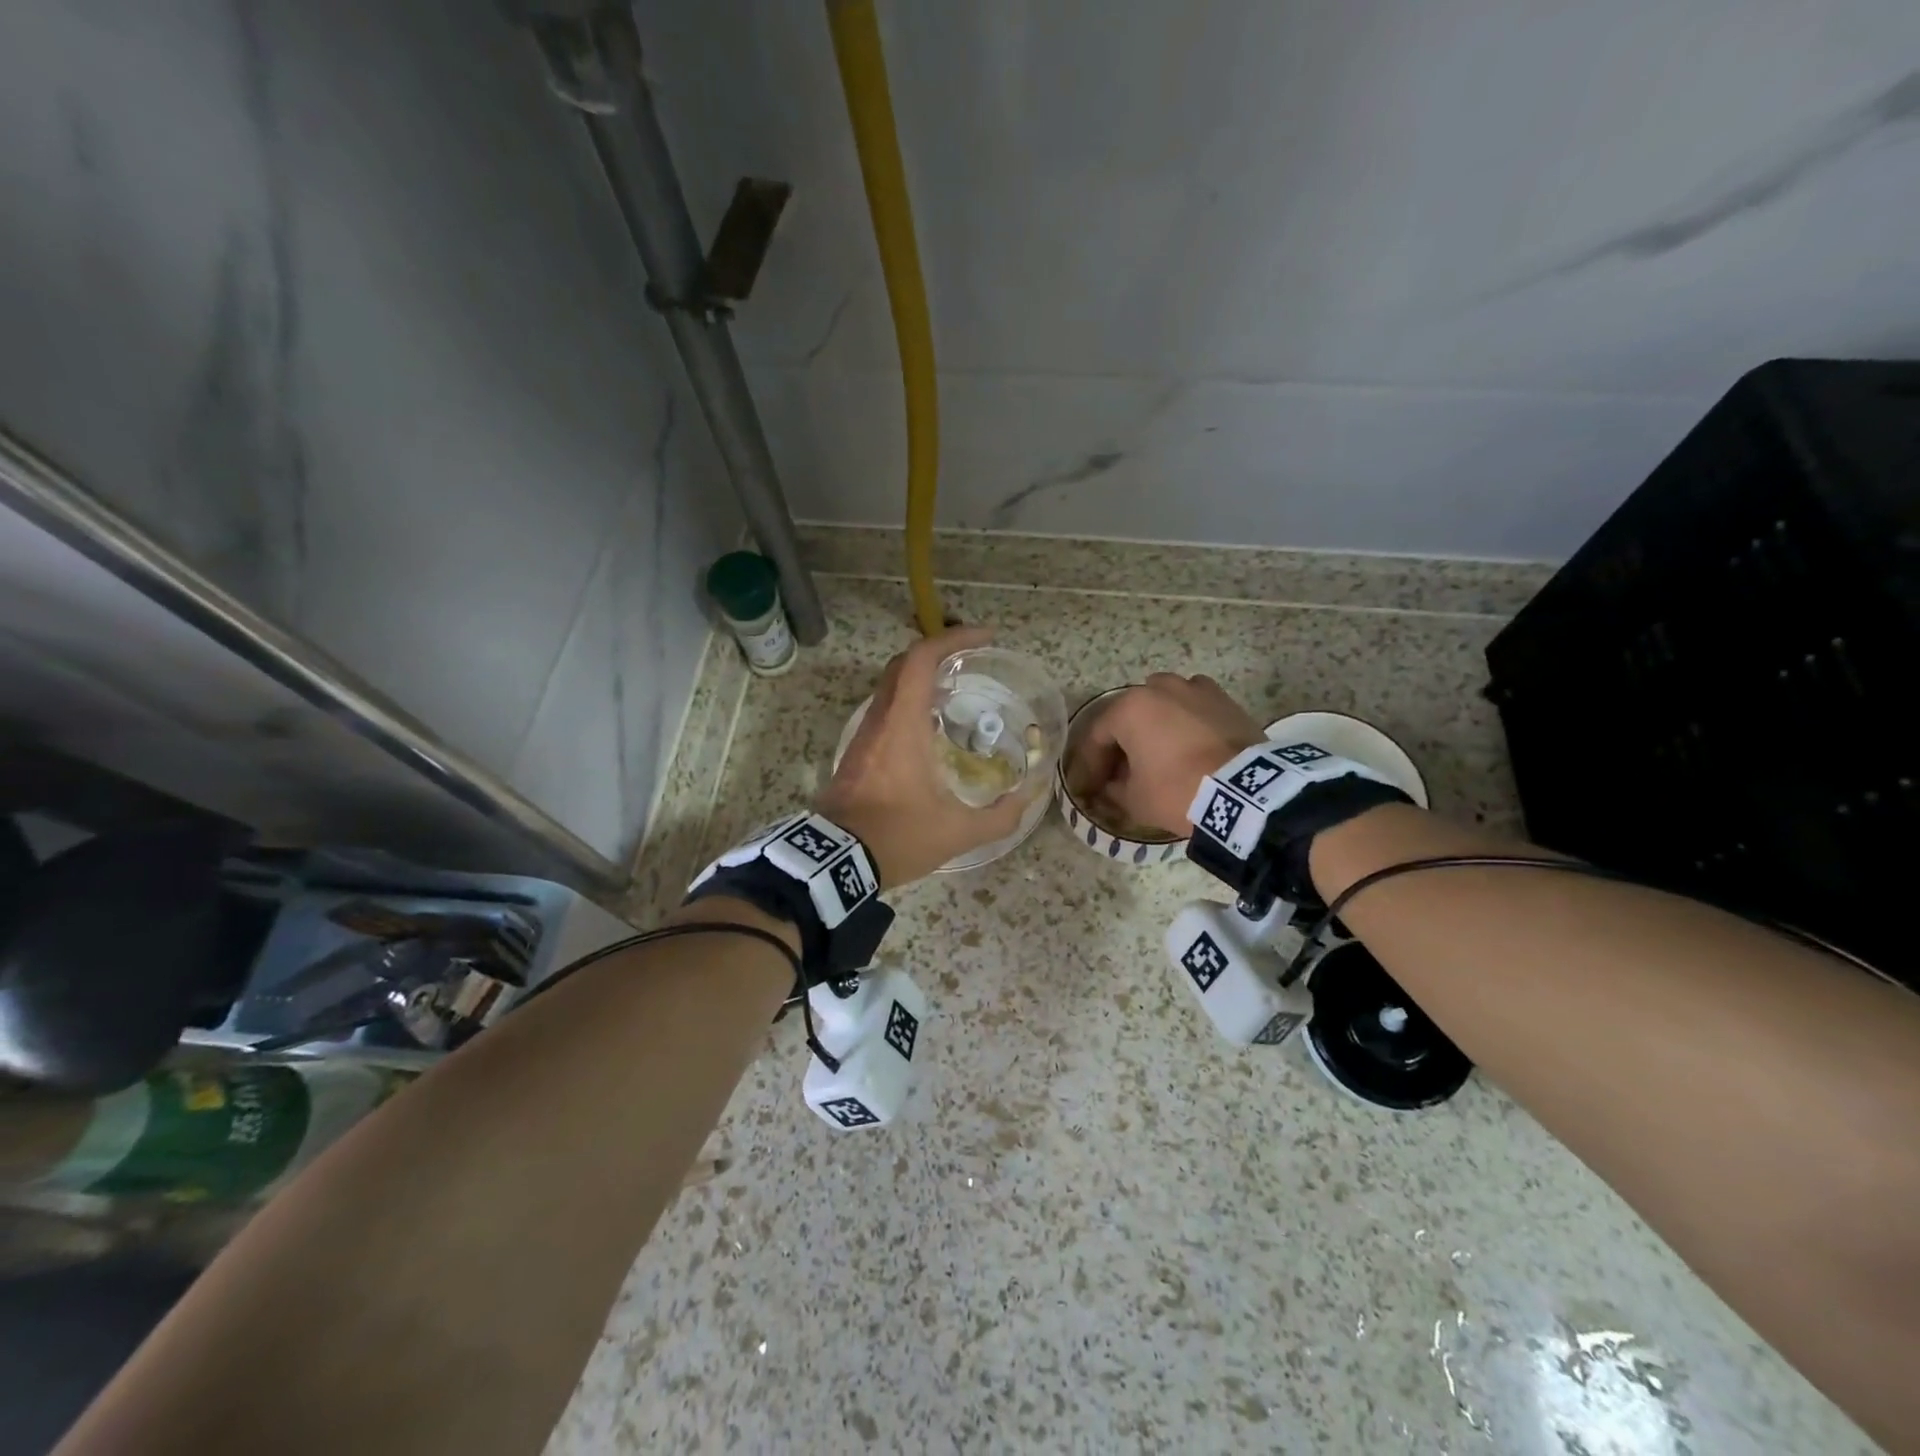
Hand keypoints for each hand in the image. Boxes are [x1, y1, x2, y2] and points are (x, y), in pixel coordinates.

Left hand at [815, 625, 1033, 887]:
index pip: (921, 659)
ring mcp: (863, 736)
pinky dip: (910, 704)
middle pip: (903, 665)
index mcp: (902, 725)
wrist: (835, 863)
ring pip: (891, 688)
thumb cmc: (896, 837)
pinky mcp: (856, 754)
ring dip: (922, 680)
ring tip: (956, 694)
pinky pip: (885, 711)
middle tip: (971, 662)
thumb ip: (1000, 817)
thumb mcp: (957, 832)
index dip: (953, 638)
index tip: (984, 638)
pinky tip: (931, 730)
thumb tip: (1027, 800)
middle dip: (938, 653)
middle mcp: (880, 720)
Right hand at [1068, 673, 1263, 836]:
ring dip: (1155, 725)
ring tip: (1158, 754)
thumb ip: (1114, 789)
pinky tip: (1189, 745)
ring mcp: (1195, 689)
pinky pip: (1194, 707)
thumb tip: (1111, 785)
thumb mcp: (1135, 800)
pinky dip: (1186, 722)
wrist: (1245, 792)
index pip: (1098, 735)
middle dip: (1122, 741)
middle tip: (1122, 770)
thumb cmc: (1178, 791)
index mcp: (1129, 708)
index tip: (1092, 786)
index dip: (1091, 763)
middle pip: (1130, 714)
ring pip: (1163, 703)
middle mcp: (1159, 688)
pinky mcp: (1225, 700)